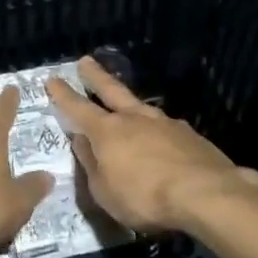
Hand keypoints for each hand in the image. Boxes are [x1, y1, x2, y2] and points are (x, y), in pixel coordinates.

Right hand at [45, 57, 257, 233]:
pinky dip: (157, 131)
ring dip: (130, 104)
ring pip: (141, 107)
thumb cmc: (145, 196)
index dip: (63, 95)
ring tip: (127, 105)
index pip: (78, 108)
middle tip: (85, 61)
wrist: (205, 193)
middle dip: (95, 76)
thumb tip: (81, 141)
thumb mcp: (104, 191)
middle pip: (111, 90)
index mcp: (107, 131)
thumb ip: (91, 165)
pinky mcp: (190, 136)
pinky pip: (165, 128)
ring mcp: (165, 123)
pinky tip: (161, 140)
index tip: (52, 79)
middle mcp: (134, 119)